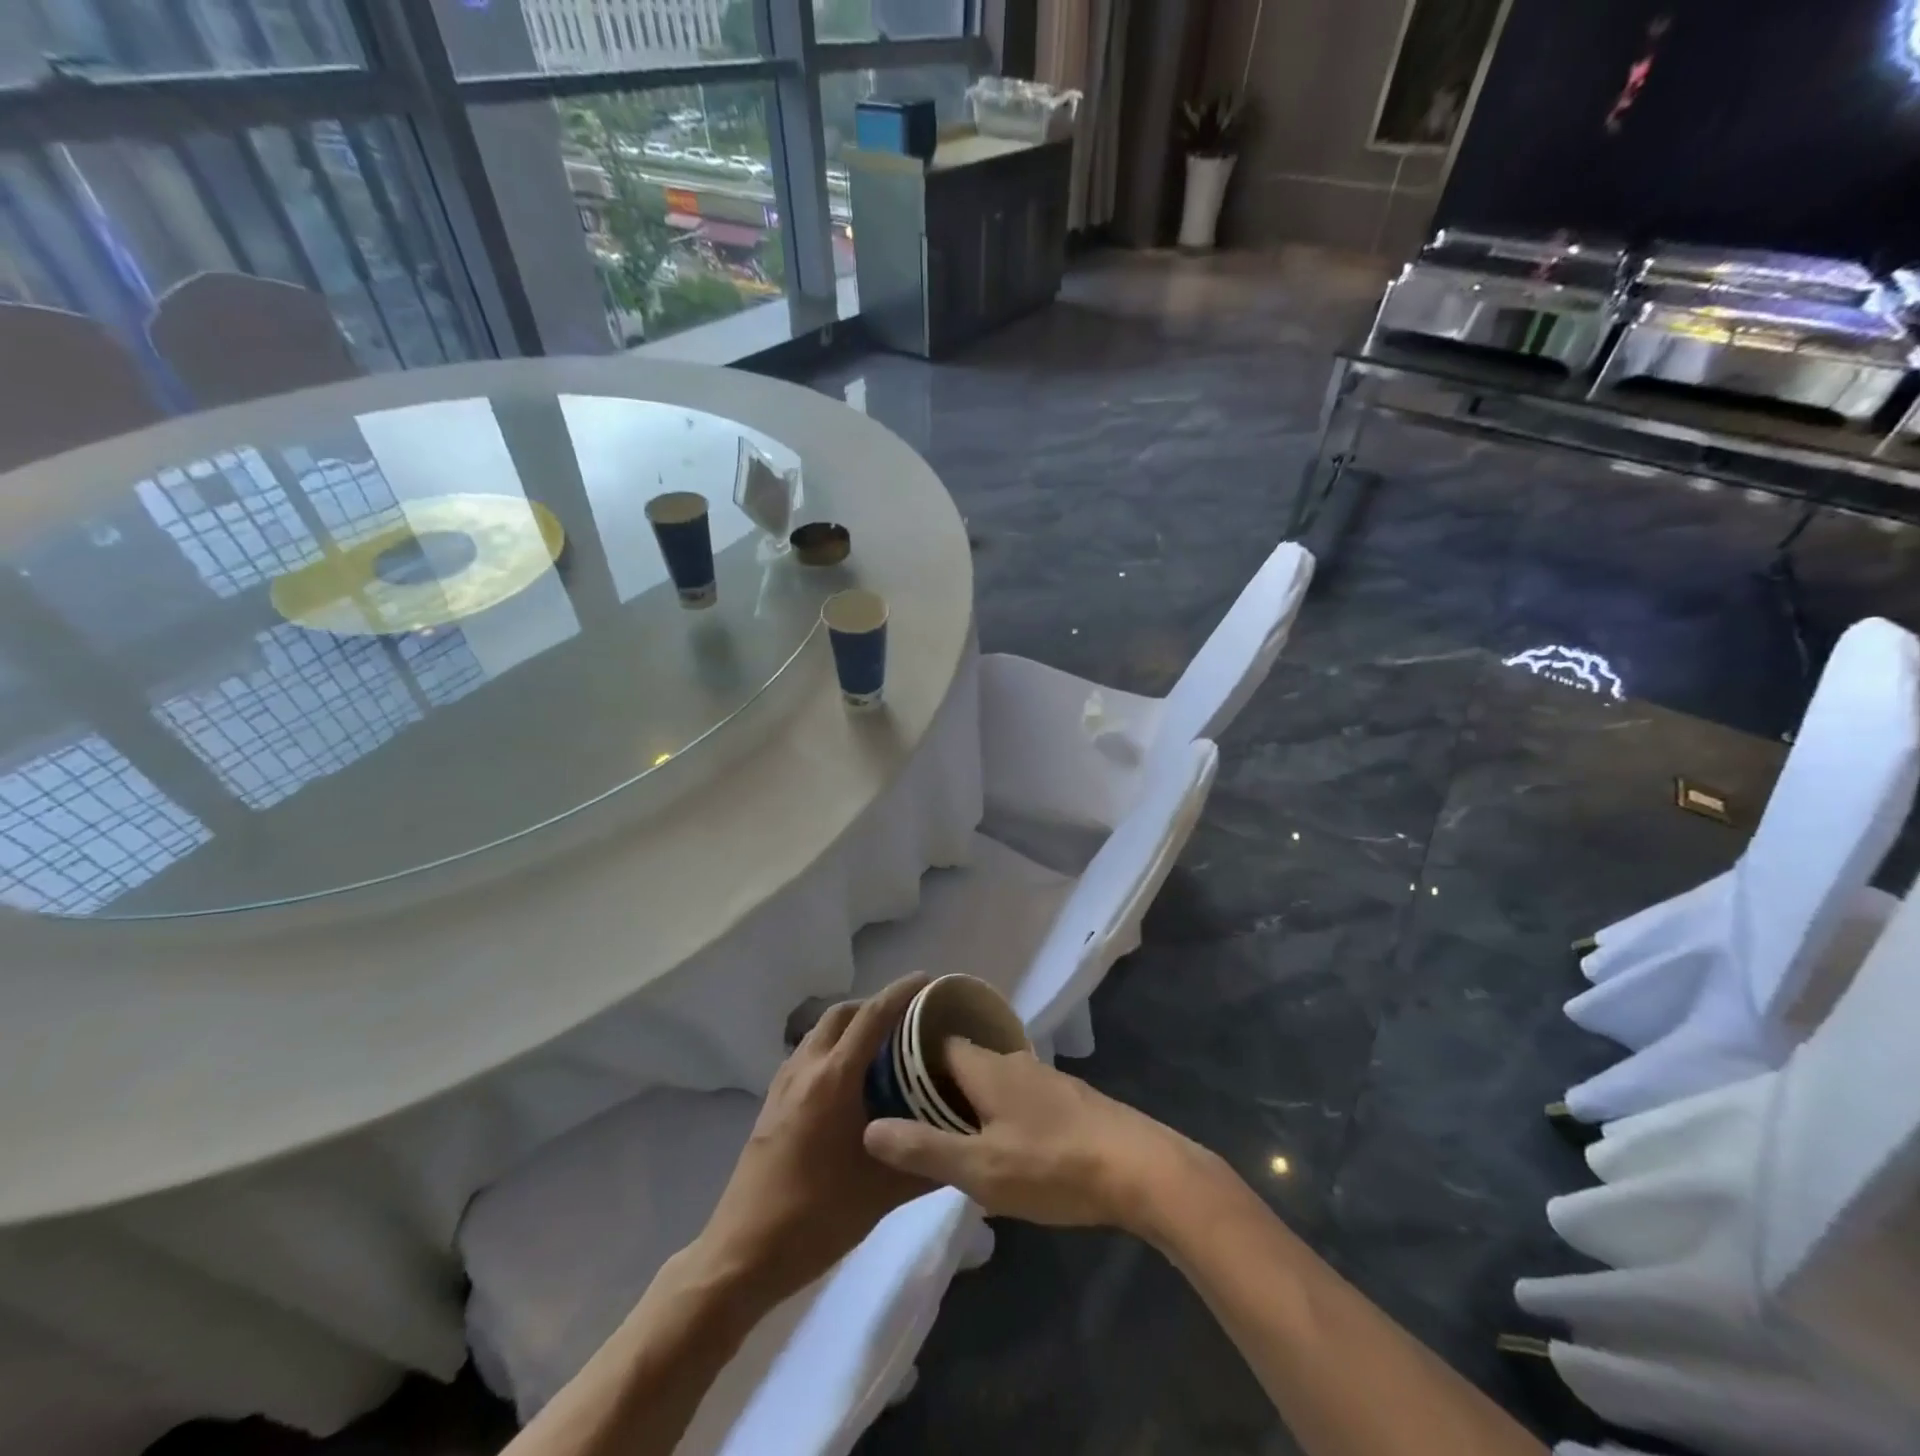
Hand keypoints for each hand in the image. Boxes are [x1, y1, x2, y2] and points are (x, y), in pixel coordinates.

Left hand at [695, 975, 932, 1304]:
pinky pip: (807, 1054)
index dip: (900, 993)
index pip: (872, 1017)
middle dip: (875, 1004)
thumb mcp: (883, 1194)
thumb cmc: (816, 1218)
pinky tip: (850, 1079)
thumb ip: (927, 1164)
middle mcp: (806, 1068)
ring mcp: (783, 1084)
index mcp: (833, 1079)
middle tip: (909, 1017)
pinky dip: (833, 1047)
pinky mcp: (771, 1103)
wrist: (743, 1253)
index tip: (927, 980)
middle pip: (842, 1013)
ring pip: (820, 1032)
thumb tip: (964, 1145)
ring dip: (851, 1025)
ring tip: (884, 1044)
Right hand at [861, 1041, 1207, 1234]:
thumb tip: (868, 1127)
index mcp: (986, 1067)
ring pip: (993, 1080)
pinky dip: (1000, 1110)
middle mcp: (1013, 1061)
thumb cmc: (1053, 1166)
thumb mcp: (980, 1169)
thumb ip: (924, 1148)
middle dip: (936, 1086)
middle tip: (910, 1119)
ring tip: (949, 1135)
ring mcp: (1045, 1078)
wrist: (1140, 1169)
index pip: (935, 1045)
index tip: (882, 1084)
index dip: (907, 1061)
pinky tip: (1002, 1143)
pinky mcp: (1069, 1100)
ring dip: (970, 1100)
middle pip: (964, 1062)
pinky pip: (1019, 1096)